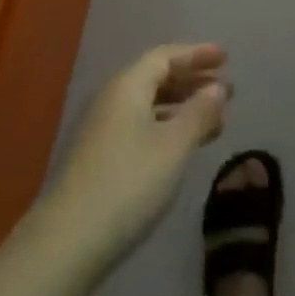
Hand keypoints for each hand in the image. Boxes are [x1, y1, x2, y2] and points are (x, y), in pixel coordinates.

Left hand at [45, 45, 229, 271]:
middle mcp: (112, 99)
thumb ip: (199, 112)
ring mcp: (102, 129)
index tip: (225, 57)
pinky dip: (168, 126)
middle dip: (192, 80)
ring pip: (149, 104)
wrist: (68, 241)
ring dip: (183, 106)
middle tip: (226, 88)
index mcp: (127, 86)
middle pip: (155, 77)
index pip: (164, 56)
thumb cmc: (129, 183)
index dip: (196, 54)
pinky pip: (142, 126)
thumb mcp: (174, 146)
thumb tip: (218, 88)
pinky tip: (185, 144)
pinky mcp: (100, 157)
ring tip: (215, 118)